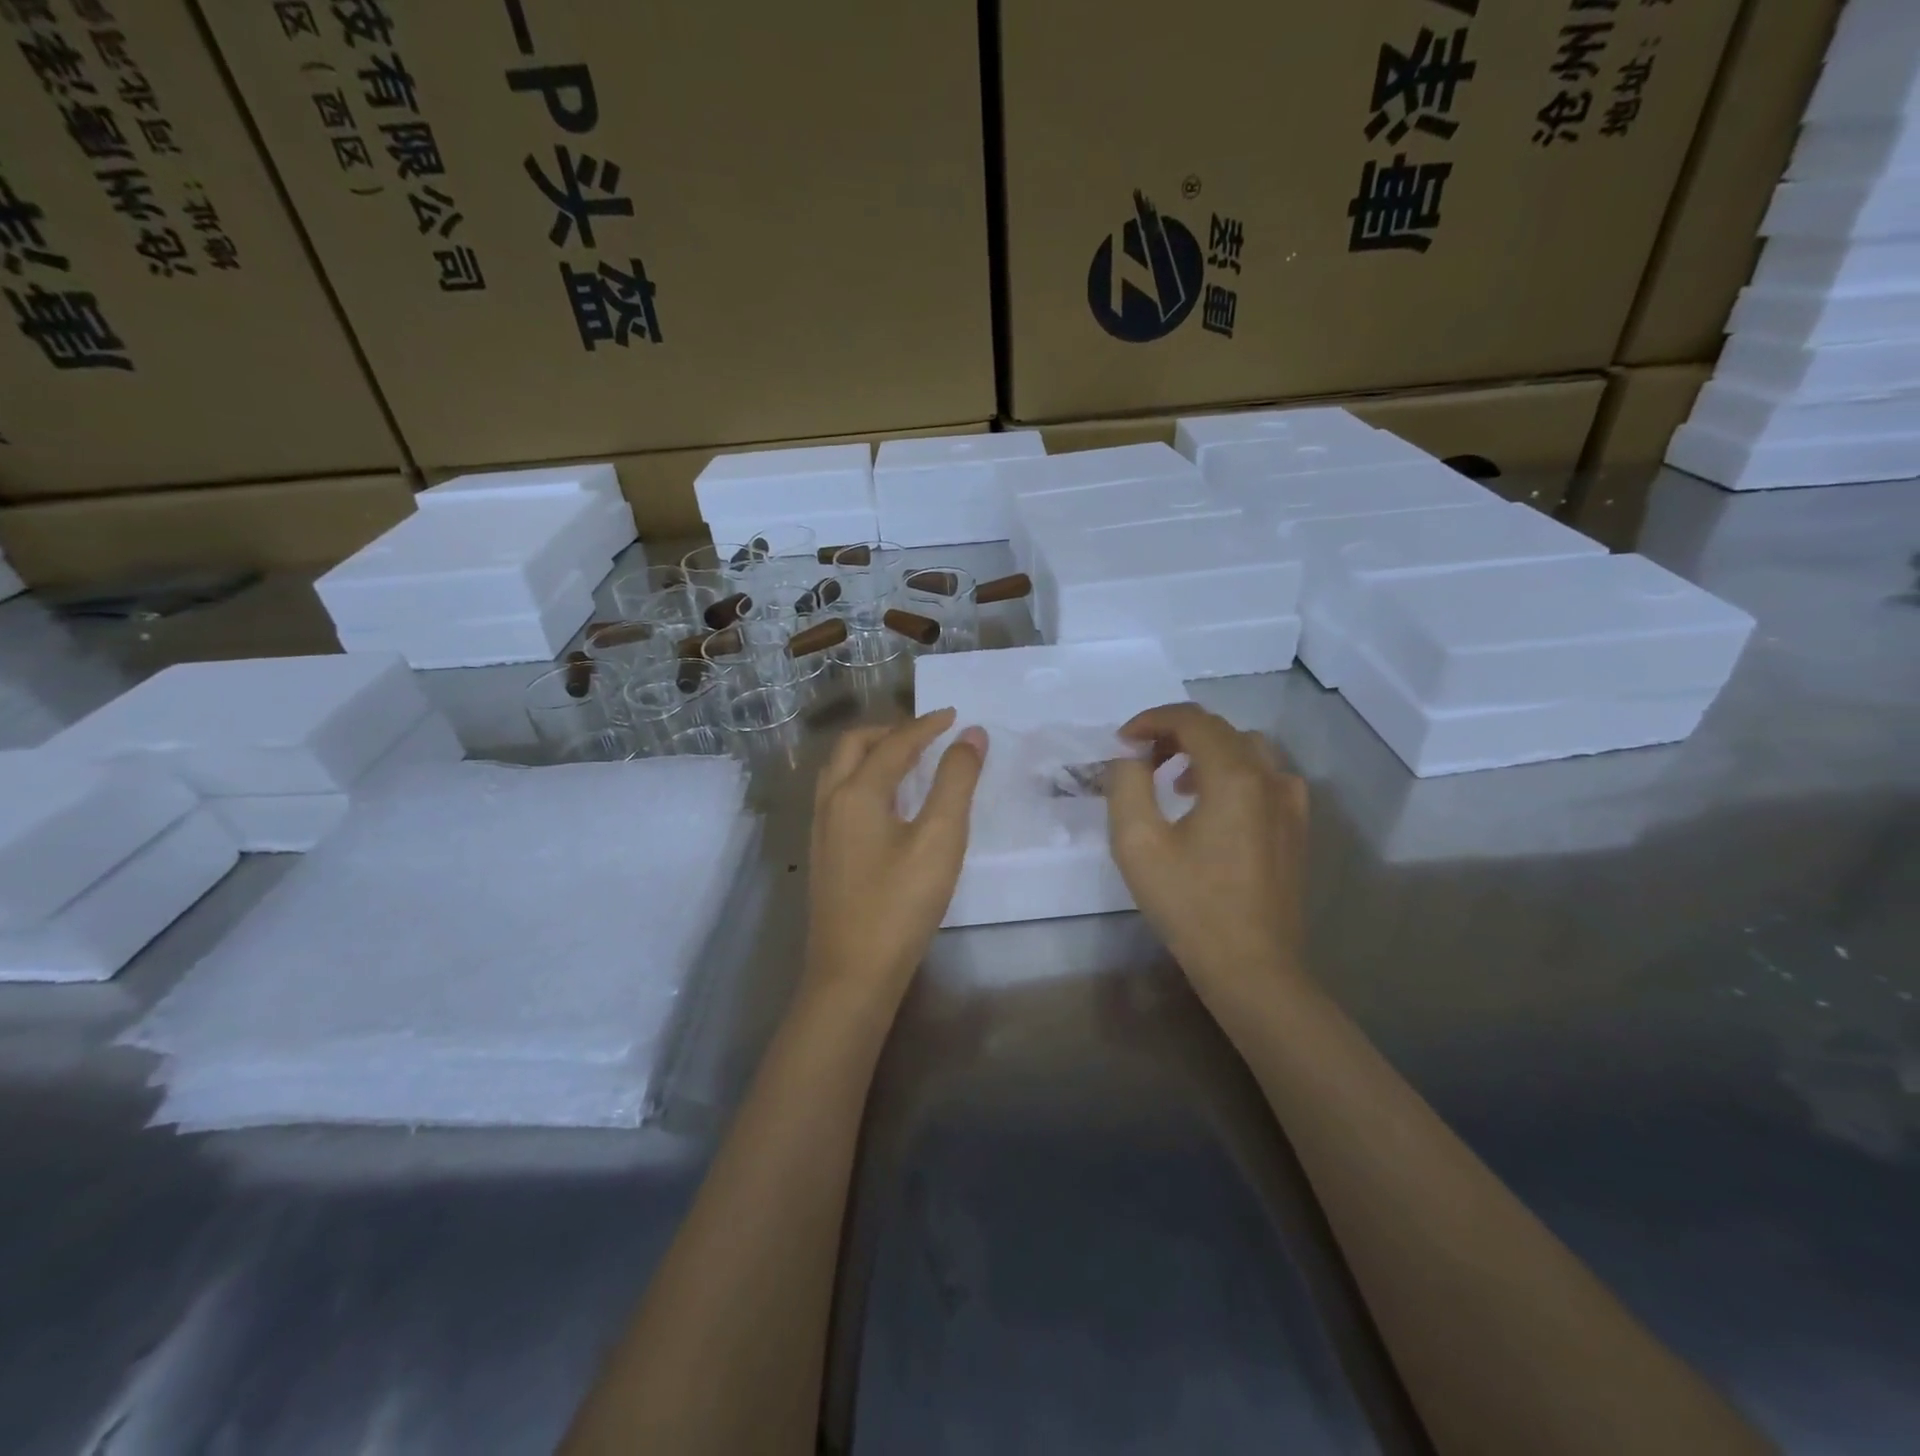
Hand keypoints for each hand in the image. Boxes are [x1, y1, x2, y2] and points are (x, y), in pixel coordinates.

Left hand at [803, 709, 987, 1010]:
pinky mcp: (824, 854)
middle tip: (927, 734)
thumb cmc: (901, 904)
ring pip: (840, 770)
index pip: (895, 743)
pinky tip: (888, 804)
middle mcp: (830, 802)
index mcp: (856, 792)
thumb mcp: (940, 839)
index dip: (927, 726)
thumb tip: (972, 735)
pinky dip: (864, 779)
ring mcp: (821, 830)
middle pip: (854, 746)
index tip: (955, 716)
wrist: (852, 974)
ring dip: (872, 753)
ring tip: (908, 760)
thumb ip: (956, 782)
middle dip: (891, 732)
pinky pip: (839, 795)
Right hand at [1104, 704, 1307, 1007]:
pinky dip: (1233, 773)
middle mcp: (1270, 777)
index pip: (1191, 719)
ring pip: (1246, 750)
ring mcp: (1290, 802)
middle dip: (1175, 734)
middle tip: (1141, 760)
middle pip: (1220, 730)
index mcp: (1234, 776)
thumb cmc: (1191, 905)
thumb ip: (1127, 785)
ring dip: (1205, 752)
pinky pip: (1265, 777)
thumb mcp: (1138, 843)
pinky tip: (1214, 807)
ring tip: (1174, 782)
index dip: (1151, 720)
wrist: (1252, 967)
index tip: (1122, 742)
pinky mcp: (1297, 827)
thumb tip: (1131, 758)